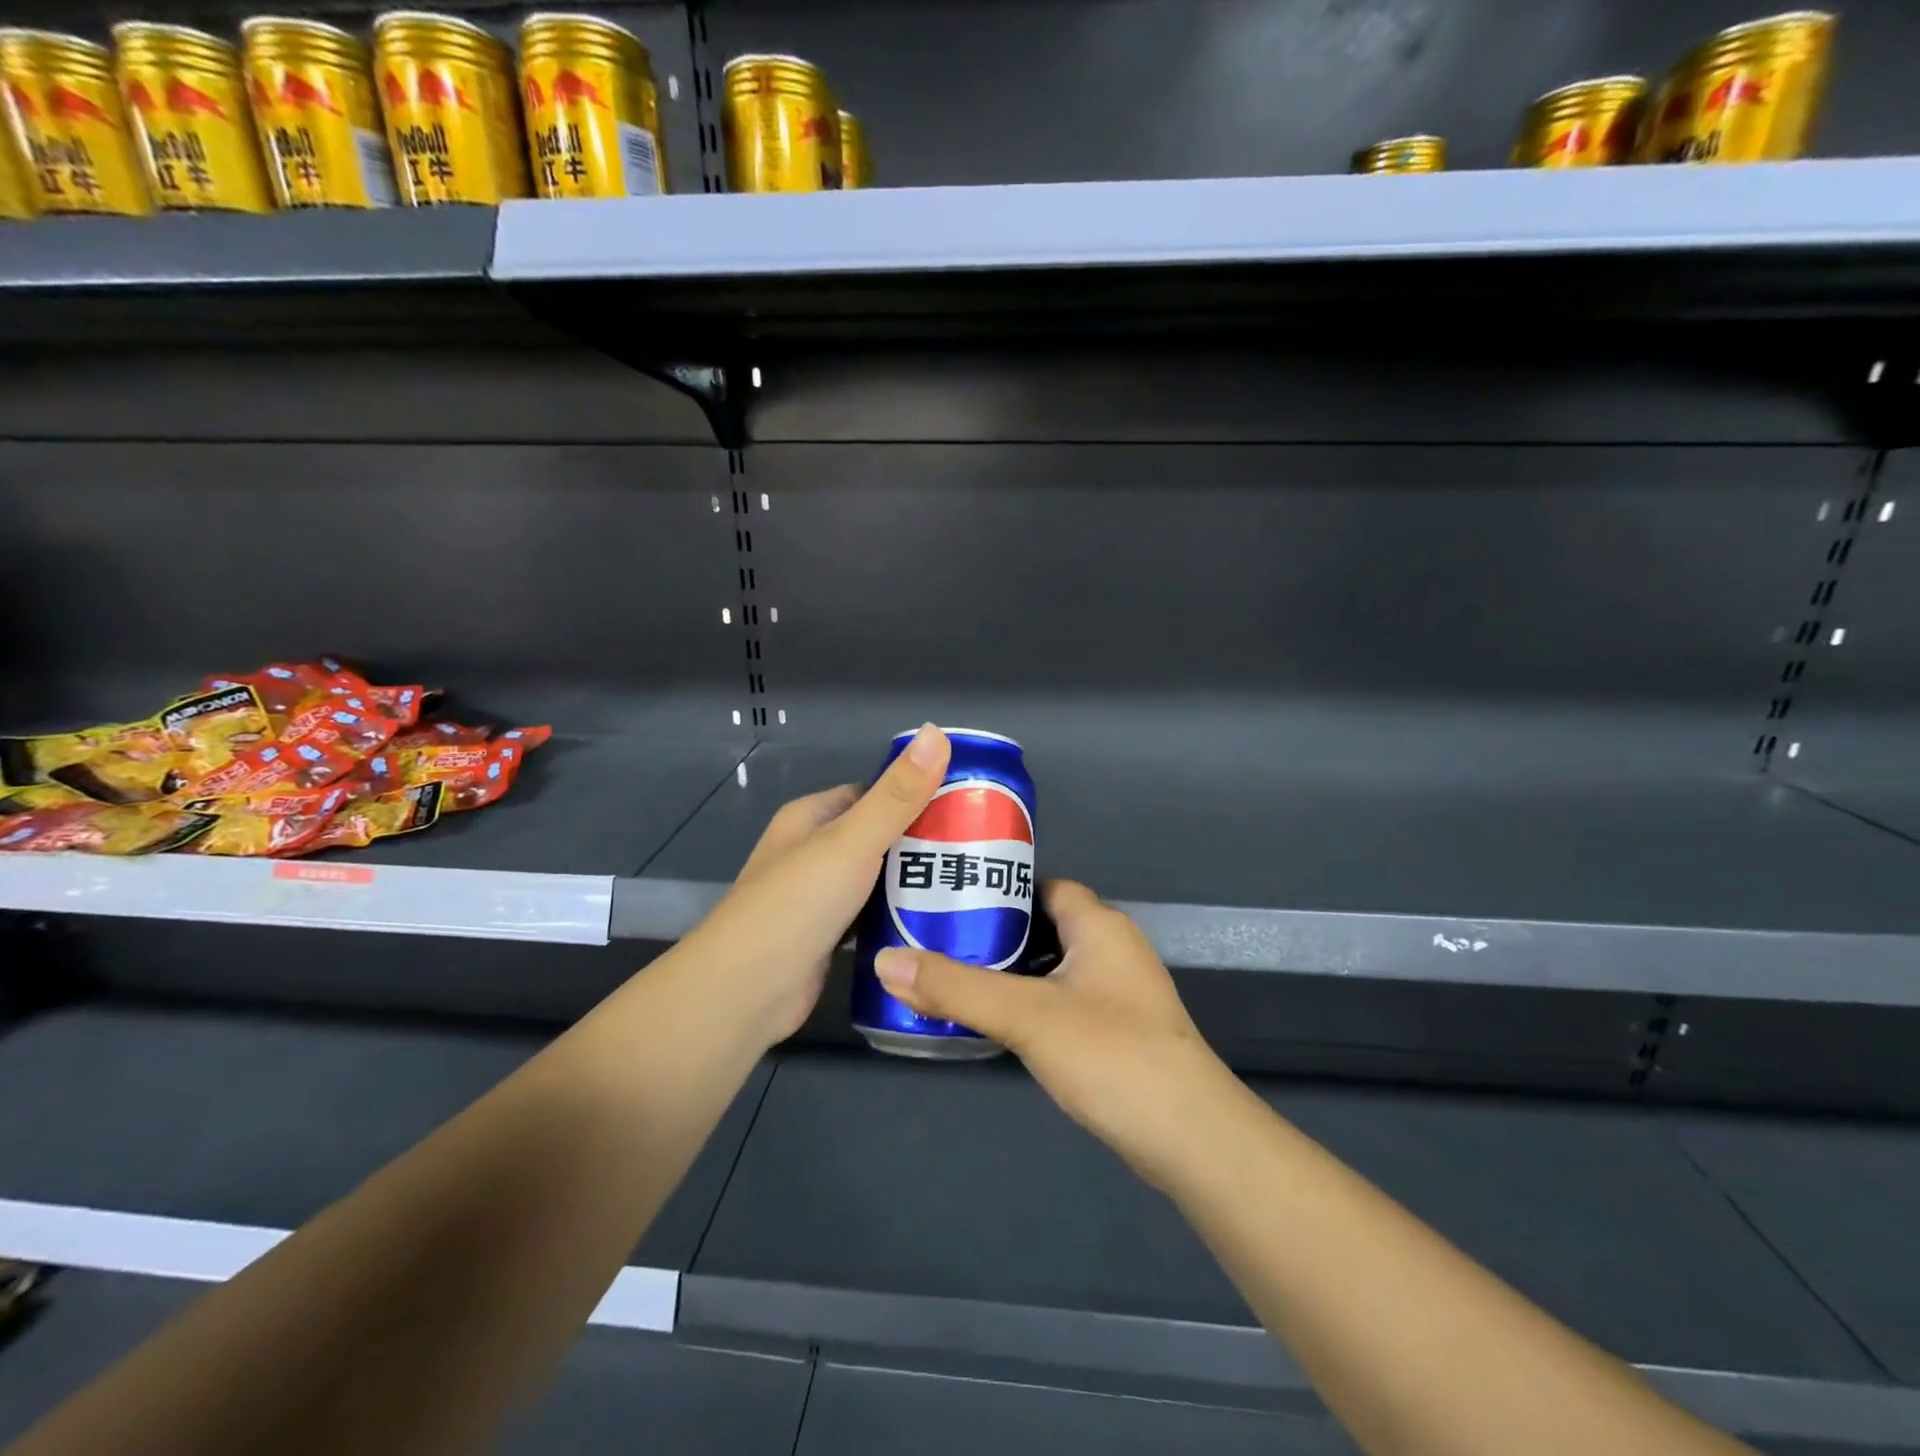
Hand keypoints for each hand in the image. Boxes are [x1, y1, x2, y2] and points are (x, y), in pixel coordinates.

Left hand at [685, 724, 951, 1048]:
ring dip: (915, 882)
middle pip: (879, 837)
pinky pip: (873, 916)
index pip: (873, 793)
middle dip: (923, 842)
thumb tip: (935, 732)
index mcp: (812, 817)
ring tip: (970, 884)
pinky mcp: (828, 937)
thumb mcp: (852, 841)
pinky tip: (939, 922)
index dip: (916, 794)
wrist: (746, 992)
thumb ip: (897, 794)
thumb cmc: (798, 904)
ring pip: (878, 879)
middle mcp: (813, 851)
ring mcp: (819, 896)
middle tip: (978, 849)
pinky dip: (899, 917)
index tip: (966, 803)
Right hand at [873, 880, 1234, 1186]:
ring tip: (954, 978)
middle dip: (995, 931)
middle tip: (938, 941)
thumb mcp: (1026, 1015)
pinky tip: (997, 1022)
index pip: (1041, 884)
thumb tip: (885, 961)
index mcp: (1098, 924)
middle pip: (1043, 922)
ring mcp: (1118, 989)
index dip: (998, 886)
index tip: (950, 898)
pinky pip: (1063, 997)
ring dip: (1010, 970)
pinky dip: (1030, 1000)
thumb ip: (956, 987)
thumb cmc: (1112, 1054)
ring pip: (1051, 963)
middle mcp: (1112, 946)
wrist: (1191, 1138)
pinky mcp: (1118, 1027)